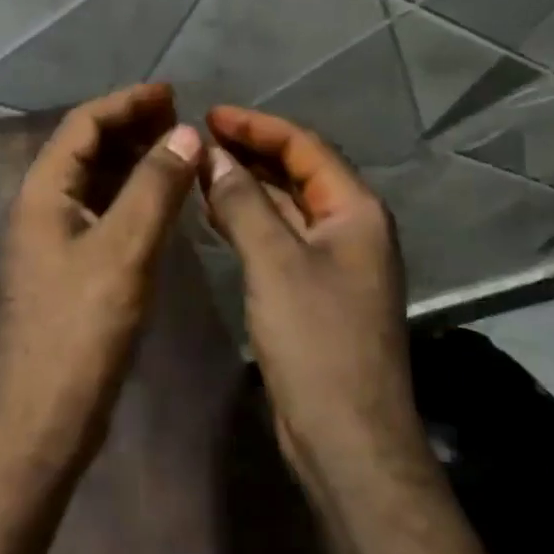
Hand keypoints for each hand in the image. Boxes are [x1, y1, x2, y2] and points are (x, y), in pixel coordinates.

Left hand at [0, 83, 203, 474]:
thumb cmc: (80, 330)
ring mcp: (53, 239)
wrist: (44, 418)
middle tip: (180, 117)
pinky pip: (102, 212)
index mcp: (43, 192)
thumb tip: (186, 132)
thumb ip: (155, 187)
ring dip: (134, 160)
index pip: (83, 124)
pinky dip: (132, 195)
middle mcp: (42, 206)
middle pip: (87, 148)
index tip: (171, 93)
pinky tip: (163, 200)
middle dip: (132, 126)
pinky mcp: (69, 267)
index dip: (126, 102)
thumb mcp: (123, 250)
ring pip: (95, 181)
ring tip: (179, 149)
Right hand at [200, 106, 428, 499]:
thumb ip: (242, 201)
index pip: (304, 146)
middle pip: (297, 171)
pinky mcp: (316, 290)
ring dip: (247, 185)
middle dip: (250, 152)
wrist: (347, 438)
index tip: (209, 116)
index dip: (256, 126)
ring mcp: (335, 261)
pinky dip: (249, 220)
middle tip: (198, 140)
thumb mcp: (274, 261)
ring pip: (287, 205)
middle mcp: (351, 227)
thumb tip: (211, 155)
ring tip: (199, 170)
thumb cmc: (316, 340)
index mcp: (355, 210)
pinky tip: (215, 215)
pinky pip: (280, 237)